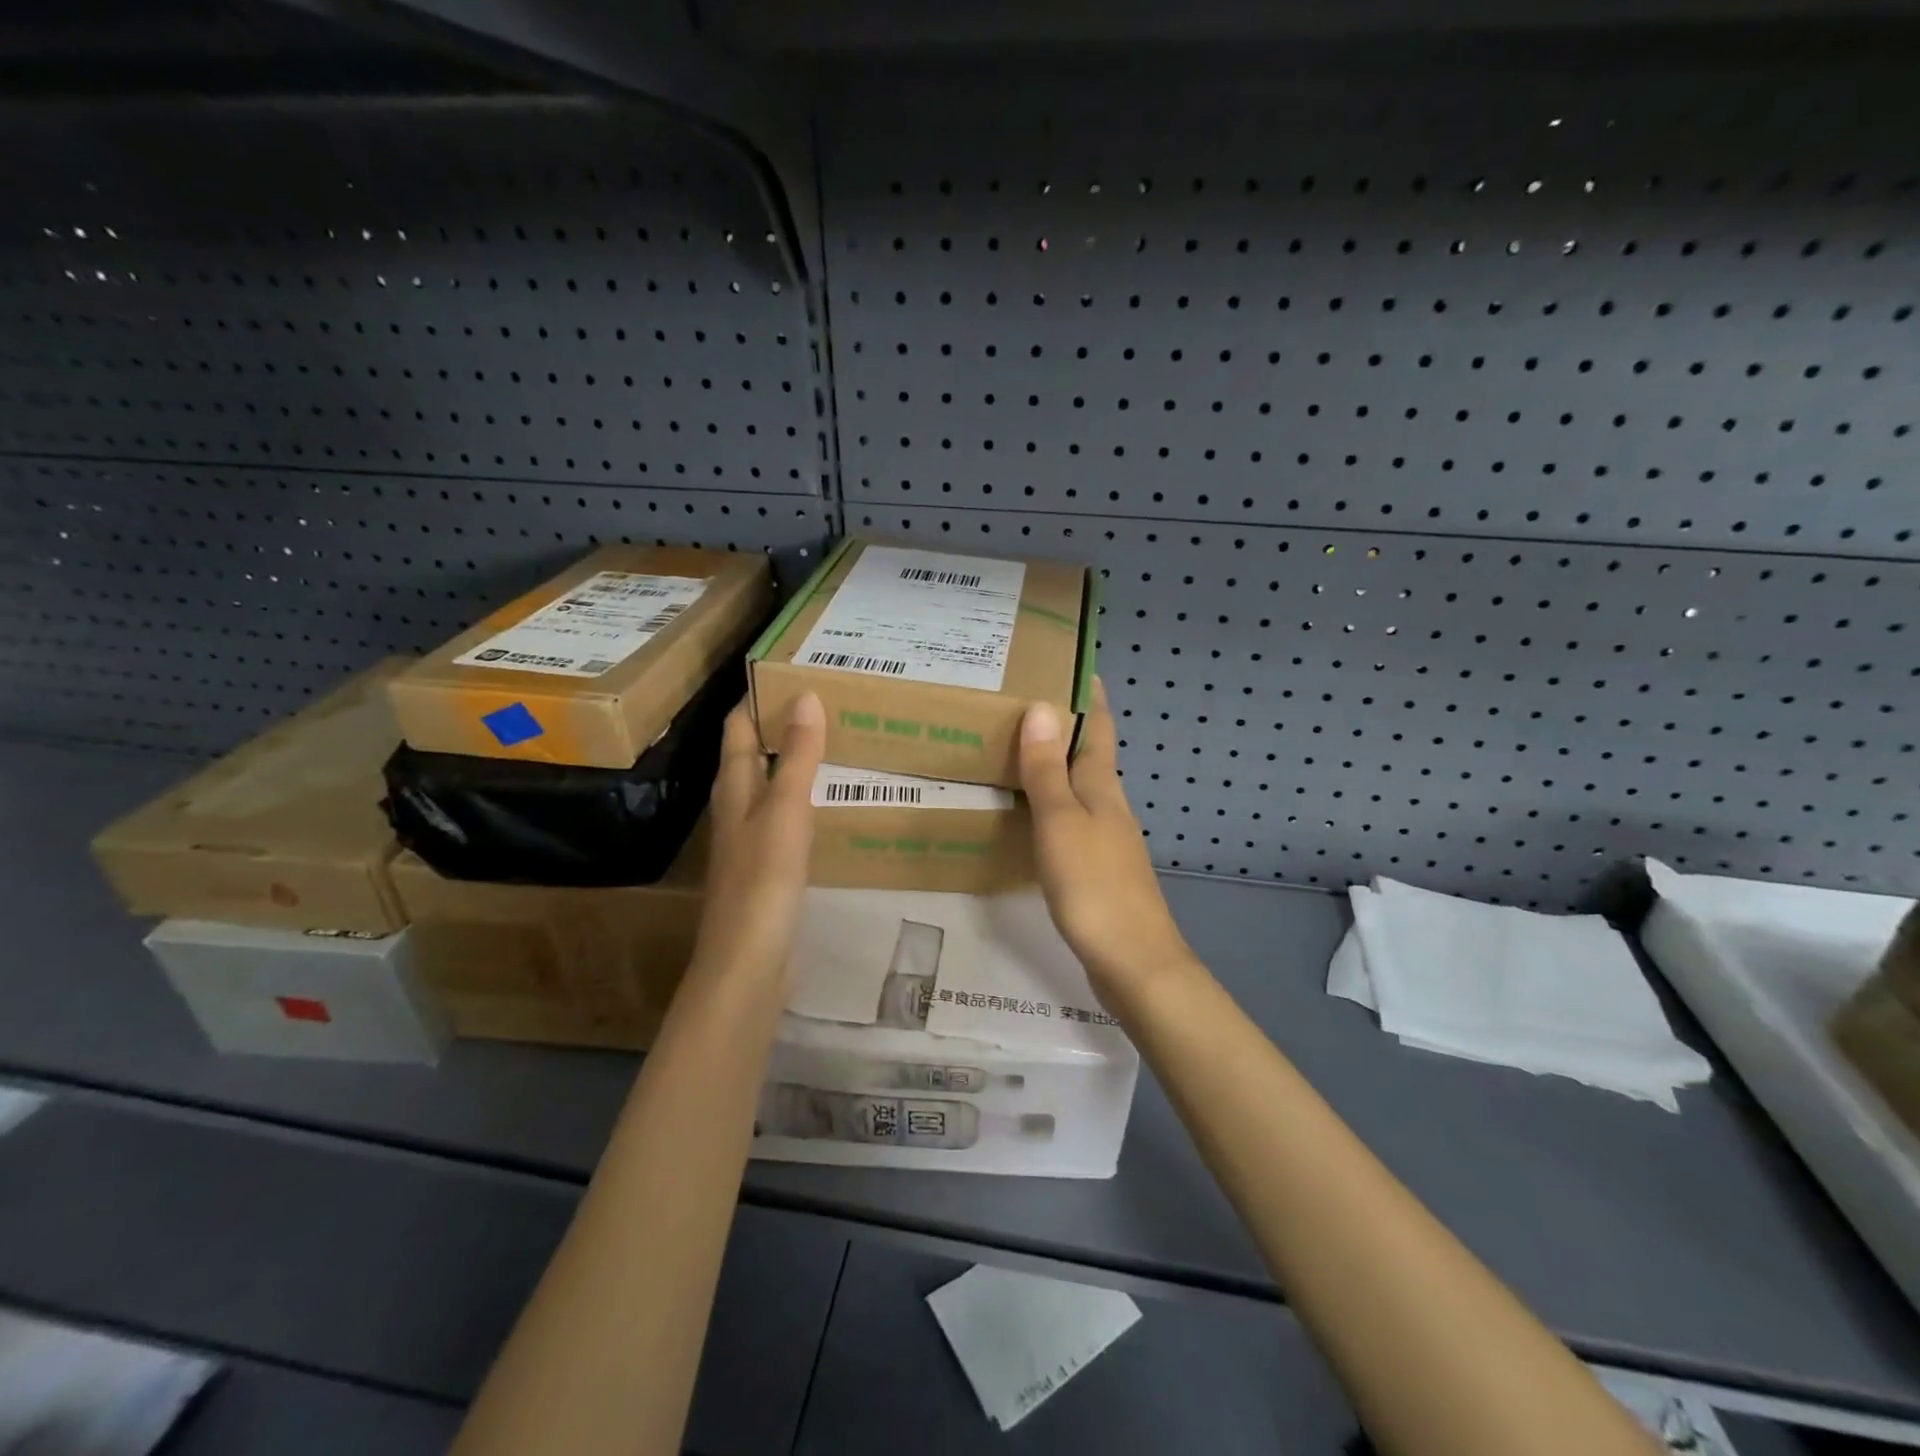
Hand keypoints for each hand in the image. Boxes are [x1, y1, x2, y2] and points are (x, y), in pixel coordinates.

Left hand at [692, 693, 825, 980]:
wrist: (749, 961)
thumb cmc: (764, 878)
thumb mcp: (785, 808)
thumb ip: (796, 755)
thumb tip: (805, 695)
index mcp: (734, 787)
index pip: (738, 727)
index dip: (758, 698)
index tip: (793, 672)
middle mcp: (735, 807)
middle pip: (750, 754)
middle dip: (779, 726)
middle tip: (826, 704)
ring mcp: (748, 840)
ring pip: (767, 787)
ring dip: (791, 763)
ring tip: (833, 743)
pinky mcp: (765, 868)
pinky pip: (782, 818)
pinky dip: (801, 799)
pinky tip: (827, 804)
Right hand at [1019, 679, 1192, 987]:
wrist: (1134, 963)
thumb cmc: (1095, 886)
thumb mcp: (1062, 822)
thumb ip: (1048, 770)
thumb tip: (1042, 706)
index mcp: (1102, 786)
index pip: (1098, 726)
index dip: (1087, 694)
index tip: (1068, 661)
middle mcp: (1108, 804)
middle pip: (1088, 753)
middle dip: (1062, 724)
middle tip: (1017, 701)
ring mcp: (1105, 838)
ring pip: (1077, 787)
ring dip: (1052, 764)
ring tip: (1011, 749)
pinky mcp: (1096, 868)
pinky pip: (1068, 820)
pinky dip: (1047, 803)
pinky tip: (1024, 813)